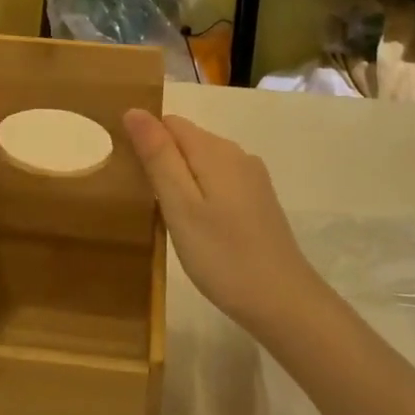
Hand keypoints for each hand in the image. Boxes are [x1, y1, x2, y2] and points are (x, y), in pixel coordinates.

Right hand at [122, 112, 318, 333]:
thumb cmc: (222, 256)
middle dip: (161, 160)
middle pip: (186, 140)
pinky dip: (201, 194)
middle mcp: (237, 154)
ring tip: (165, 217)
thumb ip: (158, 156)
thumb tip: (135, 111)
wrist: (284, 303)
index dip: (145, 140)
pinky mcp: (259, 201)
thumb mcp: (180, 206)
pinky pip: (219, 181)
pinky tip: (196, 226)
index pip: (169, 123)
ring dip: (181, 179)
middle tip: (144, 202)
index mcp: (215, 150)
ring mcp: (252, 178)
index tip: (130, 175)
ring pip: (203, 162)